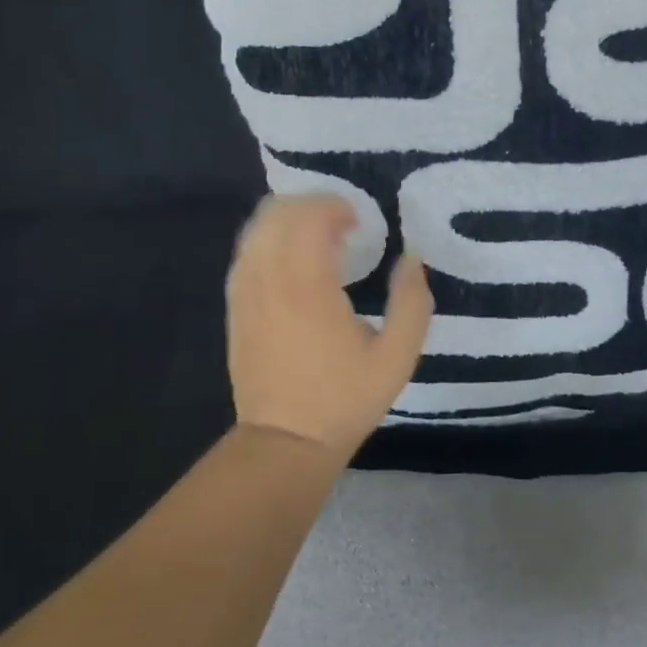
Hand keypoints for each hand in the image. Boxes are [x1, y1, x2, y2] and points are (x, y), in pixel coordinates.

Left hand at [225, 194, 432, 454]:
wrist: (286, 442)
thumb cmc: (345, 399)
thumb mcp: (397, 357)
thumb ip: (411, 302)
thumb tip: (411, 257)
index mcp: (308, 289)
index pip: (310, 218)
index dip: (336, 207)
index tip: (360, 223)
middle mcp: (269, 280)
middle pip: (278, 212)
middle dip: (312, 205)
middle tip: (342, 223)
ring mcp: (245, 292)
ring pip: (256, 228)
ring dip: (288, 218)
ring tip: (317, 235)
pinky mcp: (235, 305)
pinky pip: (246, 252)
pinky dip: (269, 239)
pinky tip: (291, 257)